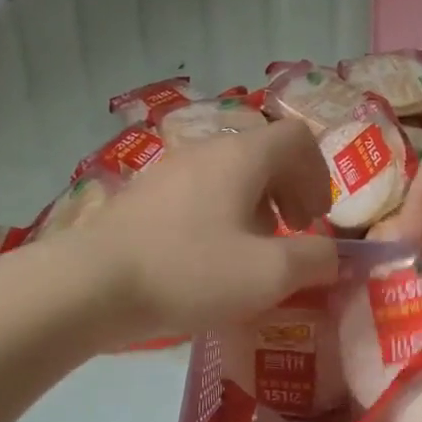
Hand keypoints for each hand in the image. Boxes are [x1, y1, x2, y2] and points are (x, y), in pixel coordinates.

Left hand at [80, 120, 338, 339]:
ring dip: (255, 206)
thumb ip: (315, 259)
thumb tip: (330, 254)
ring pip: (229, 174)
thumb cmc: (190, 271)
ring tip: (250, 252)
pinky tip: (206, 259)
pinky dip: (220, 215)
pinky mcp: (144, 195)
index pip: (298, 137)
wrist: (91, 284)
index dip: (319, 174)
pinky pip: (198, 192)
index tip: (314, 220)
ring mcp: (169, 169)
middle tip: (292, 234)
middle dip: (289, 191)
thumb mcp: (269, 275)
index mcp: (241, 156)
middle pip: (264, 154)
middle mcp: (205, 150)